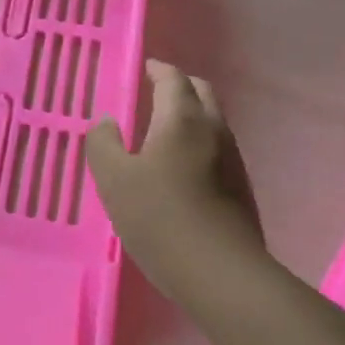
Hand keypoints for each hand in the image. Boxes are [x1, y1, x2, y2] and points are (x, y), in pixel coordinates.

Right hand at [85, 60, 269, 310]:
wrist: (222, 275)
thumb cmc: (161, 219)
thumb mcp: (115, 180)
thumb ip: (103, 144)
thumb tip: (107, 123)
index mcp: (182, 119)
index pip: (173, 78)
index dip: (157, 69)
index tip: (142, 69)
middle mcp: (214, 130)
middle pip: (200, 93)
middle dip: (178, 86)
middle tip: (152, 93)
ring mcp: (233, 160)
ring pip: (212, 122)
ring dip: (189, 116)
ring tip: (160, 131)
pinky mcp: (241, 189)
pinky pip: (216, 149)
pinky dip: (197, 143)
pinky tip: (179, 169)